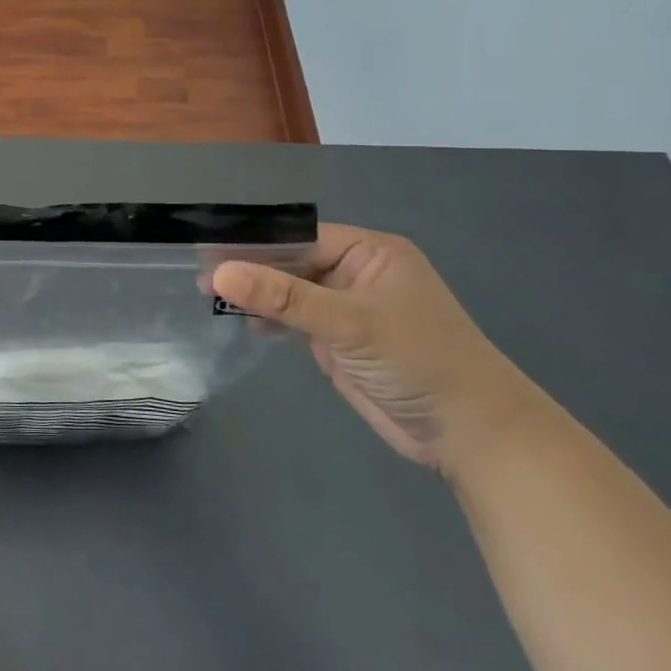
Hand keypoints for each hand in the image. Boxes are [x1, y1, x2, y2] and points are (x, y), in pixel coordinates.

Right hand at [212, 225, 535, 471]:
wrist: (470, 434)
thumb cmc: (419, 361)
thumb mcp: (349, 322)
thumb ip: (283, 297)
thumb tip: (220, 274)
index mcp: (369, 252)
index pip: (299, 236)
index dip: (255, 245)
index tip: (208, 254)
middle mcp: (356, 273)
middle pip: (290, 262)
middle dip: (249, 271)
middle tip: (201, 280)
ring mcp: (346, 308)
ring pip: (288, 291)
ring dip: (255, 296)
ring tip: (209, 300)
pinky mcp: (338, 340)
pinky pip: (294, 318)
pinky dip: (268, 319)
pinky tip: (240, 322)